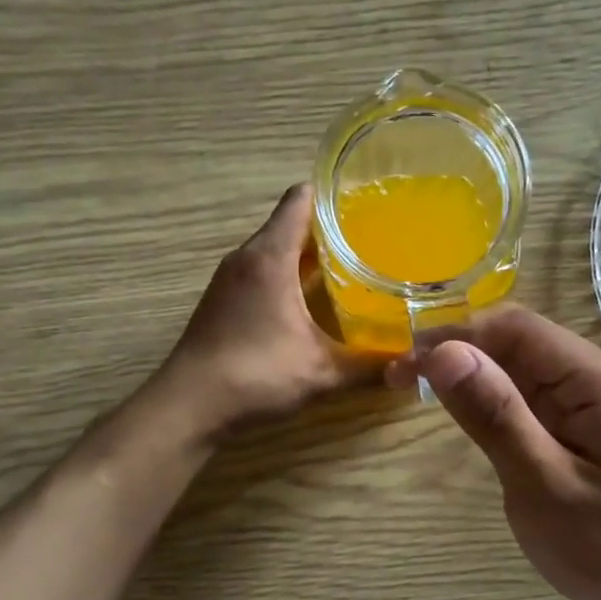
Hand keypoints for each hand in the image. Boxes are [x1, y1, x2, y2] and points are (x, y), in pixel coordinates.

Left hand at [154, 184, 376, 439]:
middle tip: (375, 239)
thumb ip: (368, 365)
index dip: (335, 194)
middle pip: (291, 223)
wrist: (190, 406)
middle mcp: (247, 257)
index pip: (301, 199)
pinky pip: (263, 272)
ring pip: (276, 249)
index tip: (371, 203)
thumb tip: (411, 364)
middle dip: (331, 228)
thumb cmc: (256, 375)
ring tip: (353, 266)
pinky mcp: (224, 300)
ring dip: (309, 255)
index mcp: (270, 257)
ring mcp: (231, 279)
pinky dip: (289, 276)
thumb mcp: (321, 372)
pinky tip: (315, 301)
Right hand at [391, 307, 600, 599]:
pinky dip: (496, 398)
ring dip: (473, 373)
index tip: (404, 360)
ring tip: (418, 388)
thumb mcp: (540, 484)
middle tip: (400, 378)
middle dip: (459, 351)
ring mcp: (599, 401)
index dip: (455, 333)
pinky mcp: (590, 425)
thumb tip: (442, 351)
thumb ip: (494, 414)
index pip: (518, 328)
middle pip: (521, 341)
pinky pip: (536, 395)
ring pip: (524, 367)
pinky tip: (466, 410)